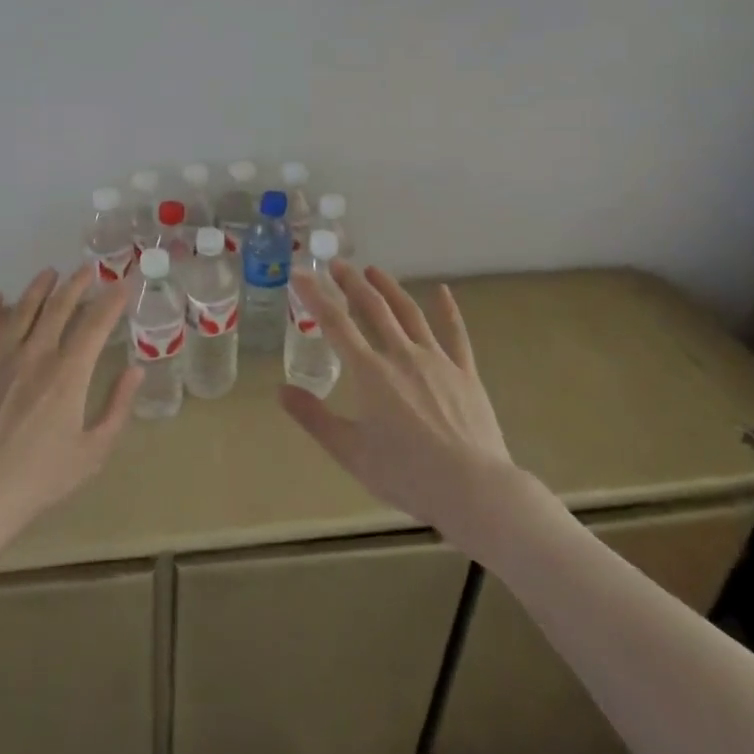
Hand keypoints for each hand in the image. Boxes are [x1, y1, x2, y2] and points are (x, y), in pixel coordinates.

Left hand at [0, 266, 137, 550]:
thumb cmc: (45, 475)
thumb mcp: (95, 449)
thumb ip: (117, 406)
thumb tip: (136, 371)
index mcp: (68, 374)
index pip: (94, 325)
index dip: (111, 302)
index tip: (123, 284)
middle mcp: (36, 357)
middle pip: (58, 309)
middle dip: (76, 285)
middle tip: (88, 269)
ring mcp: (2, 362)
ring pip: (21, 313)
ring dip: (37, 289)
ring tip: (49, 273)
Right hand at [280, 261, 529, 553]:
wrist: (473, 489)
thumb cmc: (406, 473)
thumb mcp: (349, 451)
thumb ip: (313, 417)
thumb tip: (280, 389)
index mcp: (370, 372)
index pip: (335, 323)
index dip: (315, 296)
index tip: (300, 274)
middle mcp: (401, 355)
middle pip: (373, 308)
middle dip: (352, 283)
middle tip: (337, 264)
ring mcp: (437, 361)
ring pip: (409, 313)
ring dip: (390, 288)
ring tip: (374, 270)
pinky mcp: (465, 373)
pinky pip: (455, 334)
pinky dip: (448, 310)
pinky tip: (443, 292)